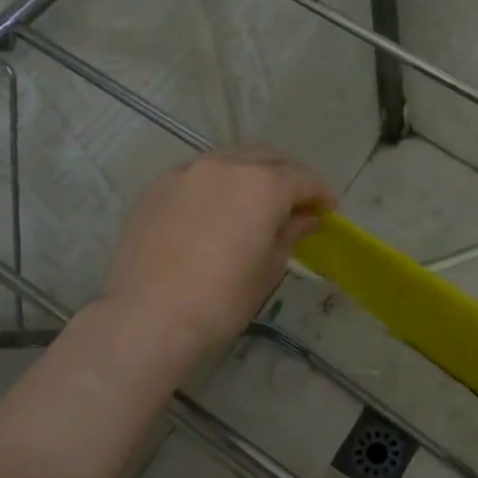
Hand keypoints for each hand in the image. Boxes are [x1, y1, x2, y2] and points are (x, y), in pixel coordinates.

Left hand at [98, 147, 335, 366]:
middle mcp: (226, 165)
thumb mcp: (269, 268)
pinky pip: (200, 174)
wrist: (148, 317)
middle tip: (298, 202)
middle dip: (288, 176)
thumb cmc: (222, 299)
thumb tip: (305, 220)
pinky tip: (219, 208)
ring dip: (252, 175)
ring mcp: (187, 172)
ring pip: (231, 160)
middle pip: (268, 159)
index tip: (329, 209)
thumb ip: (290, 234)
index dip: (320, 192)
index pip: (303, 178)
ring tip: (258, 202)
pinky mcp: (158, 187)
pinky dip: (219, 184)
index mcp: (263, 184)